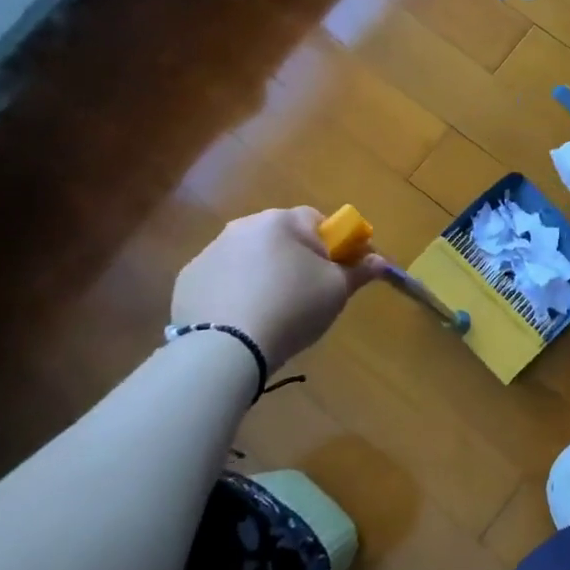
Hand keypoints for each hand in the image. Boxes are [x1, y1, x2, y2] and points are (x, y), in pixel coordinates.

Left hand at [171, 207, 385, 371]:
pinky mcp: (189, 279)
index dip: (334, 245)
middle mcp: (244, 226)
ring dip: (264, 273)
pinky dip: (234, 291)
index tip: (339, 272)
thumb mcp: (337, 290)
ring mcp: (211, 251)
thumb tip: (381, 260)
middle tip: (308, 293)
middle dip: (296, 258)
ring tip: (272, 311)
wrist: (225, 348)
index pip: (318, 221)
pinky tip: (242, 319)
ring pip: (250, 256)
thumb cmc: (292, 308)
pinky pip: (222, 279)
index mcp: (282, 221)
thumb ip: (360, 270)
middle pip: (282, 237)